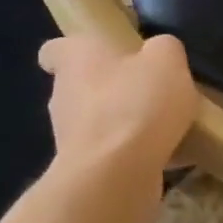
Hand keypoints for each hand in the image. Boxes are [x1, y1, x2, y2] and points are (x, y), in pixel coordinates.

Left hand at [38, 35, 197, 184]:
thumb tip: (159, 52)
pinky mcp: (84, 169)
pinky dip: (132, 153)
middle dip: (111, 88)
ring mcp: (70, 136)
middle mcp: (63, 94)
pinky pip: (111, 153)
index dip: (76, 51)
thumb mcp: (167, 59)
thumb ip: (164, 48)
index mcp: (76, 58)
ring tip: (163, 126)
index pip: (55, 50)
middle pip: (82, 85)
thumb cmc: (136, 104)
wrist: (116, 175)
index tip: (101, 56)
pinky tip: (165, 155)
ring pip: (96, 121)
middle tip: (148, 90)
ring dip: (122, 122)